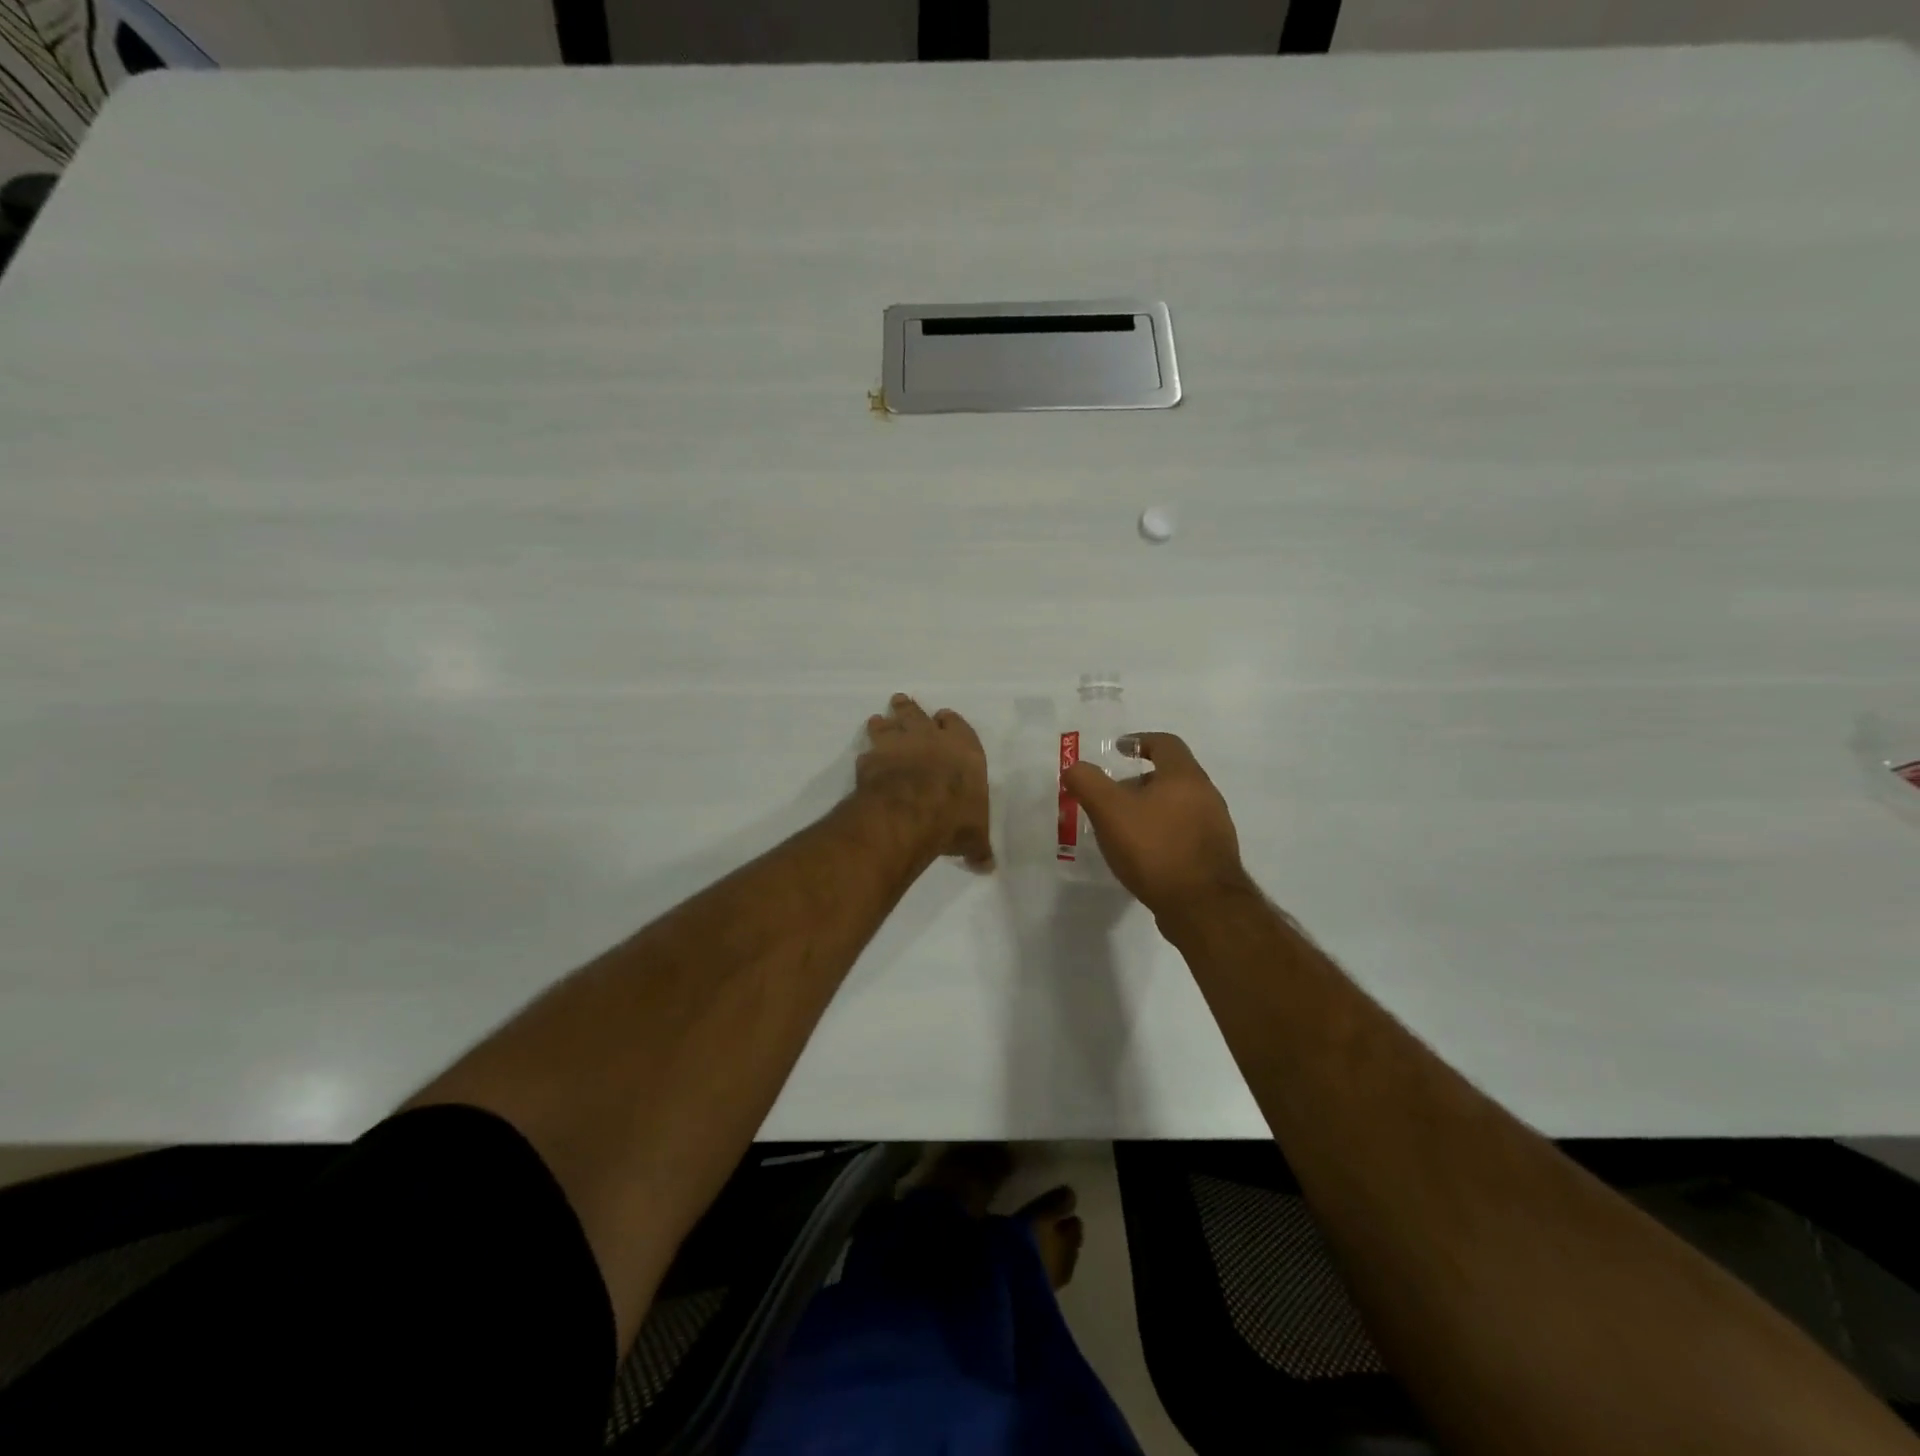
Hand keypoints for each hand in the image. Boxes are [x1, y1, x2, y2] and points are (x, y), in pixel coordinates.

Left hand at [858, 694, 993, 870]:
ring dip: (883, 723)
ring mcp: (899, 744)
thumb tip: (987, 867)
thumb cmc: (954, 818)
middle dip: (910, 708)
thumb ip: (978, 847)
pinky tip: (864, 759)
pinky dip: (867, 754)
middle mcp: (931, 738)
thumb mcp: (974, 837)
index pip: (957, 725)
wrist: (911, 812)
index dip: (949, 722)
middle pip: (918, 714)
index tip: (943, 719)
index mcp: (964, 749)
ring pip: (889, 724)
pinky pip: (868, 751)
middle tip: (900, 701)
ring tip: (877, 720)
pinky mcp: (872, 758)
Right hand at [1062, 733, 1251, 918]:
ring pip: (1178, 806)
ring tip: (1124, 828)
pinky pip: (1184, 833)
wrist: (1202, 907)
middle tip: (1112, 796)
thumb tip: (1074, 768)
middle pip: (1172, 776)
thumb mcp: (1110, 811)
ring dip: (1151, 809)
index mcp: (1185, 776)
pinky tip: (1144, 855)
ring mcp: (1215, 827)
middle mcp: (1206, 795)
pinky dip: (1162, 833)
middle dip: (1140, 782)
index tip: (1119, 750)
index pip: (1165, 743)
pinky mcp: (1214, 856)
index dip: (1140, 741)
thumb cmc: (1155, 849)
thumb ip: (1088, 783)